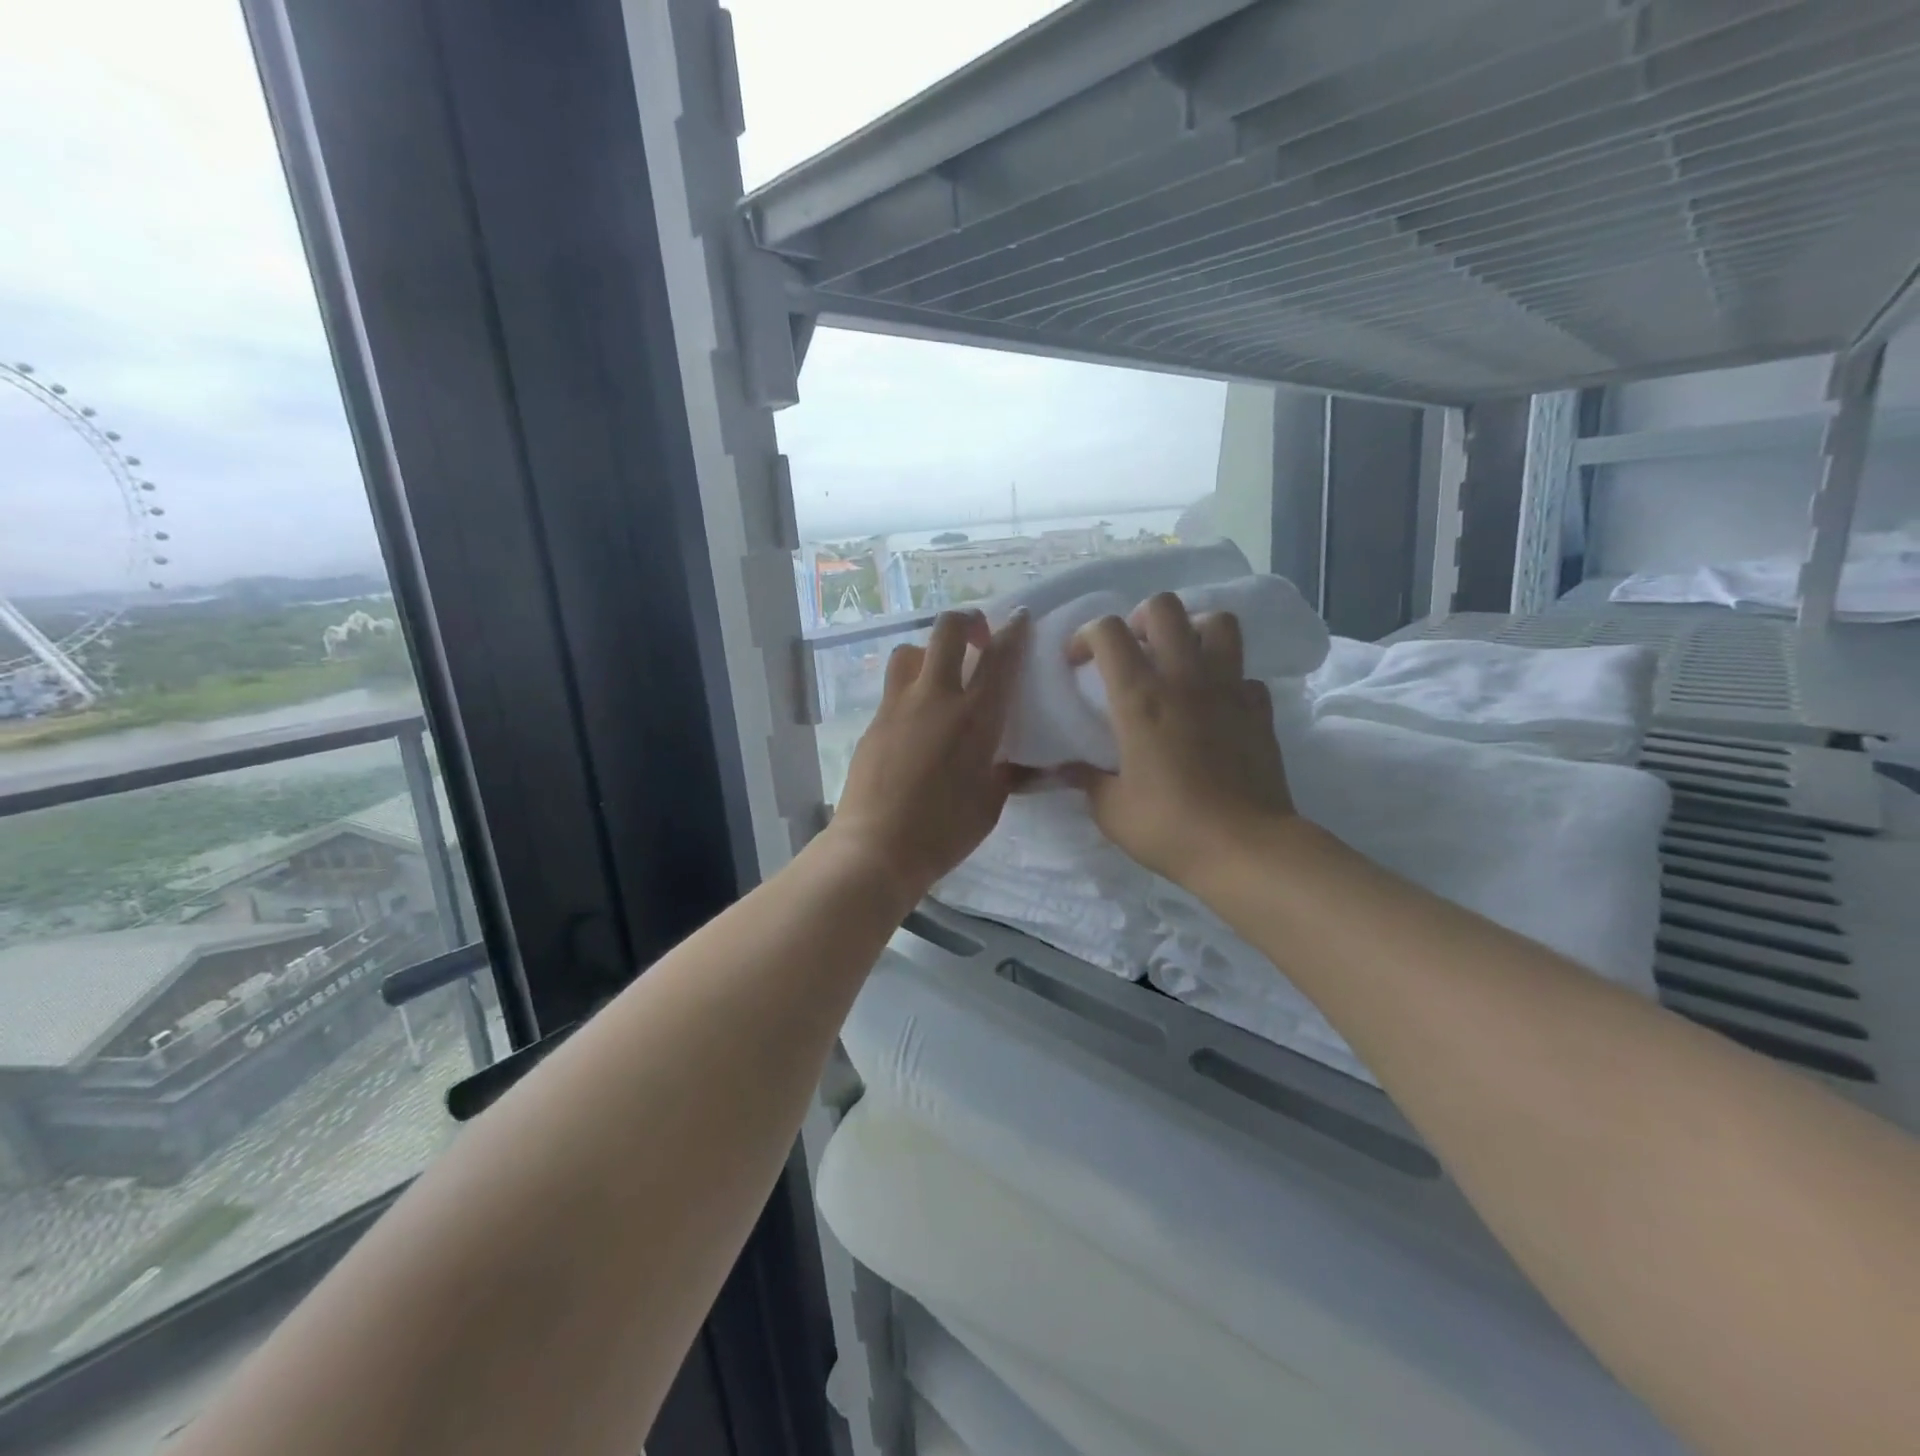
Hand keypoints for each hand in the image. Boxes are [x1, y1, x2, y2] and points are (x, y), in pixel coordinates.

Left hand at [827, 609, 1030, 902]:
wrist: (877, 847)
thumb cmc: (944, 831)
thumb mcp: (991, 804)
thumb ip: (1006, 774)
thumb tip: (1019, 766)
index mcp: (976, 716)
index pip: (1000, 655)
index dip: (1013, 629)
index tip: (1020, 618)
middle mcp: (936, 697)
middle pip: (947, 630)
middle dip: (967, 621)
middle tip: (978, 639)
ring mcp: (898, 706)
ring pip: (911, 650)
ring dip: (930, 651)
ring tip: (940, 676)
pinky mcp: (874, 722)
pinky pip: (894, 687)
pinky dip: (911, 688)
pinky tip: (917, 718)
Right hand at [1065, 594, 1294, 887]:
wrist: (1245, 848)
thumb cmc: (1169, 827)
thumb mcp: (1111, 810)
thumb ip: (1086, 780)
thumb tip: (1067, 769)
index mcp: (1139, 698)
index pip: (1108, 632)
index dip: (1086, 635)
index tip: (1077, 662)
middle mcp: (1184, 679)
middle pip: (1164, 607)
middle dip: (1140, 619)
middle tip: (1132, 651)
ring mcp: (1228, 689)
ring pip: (1217, 622)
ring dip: (1192, 632)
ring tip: (1178, 661)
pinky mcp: (1259, 708)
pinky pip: (1244, 673)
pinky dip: (1227, 680)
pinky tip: (1215, 706)